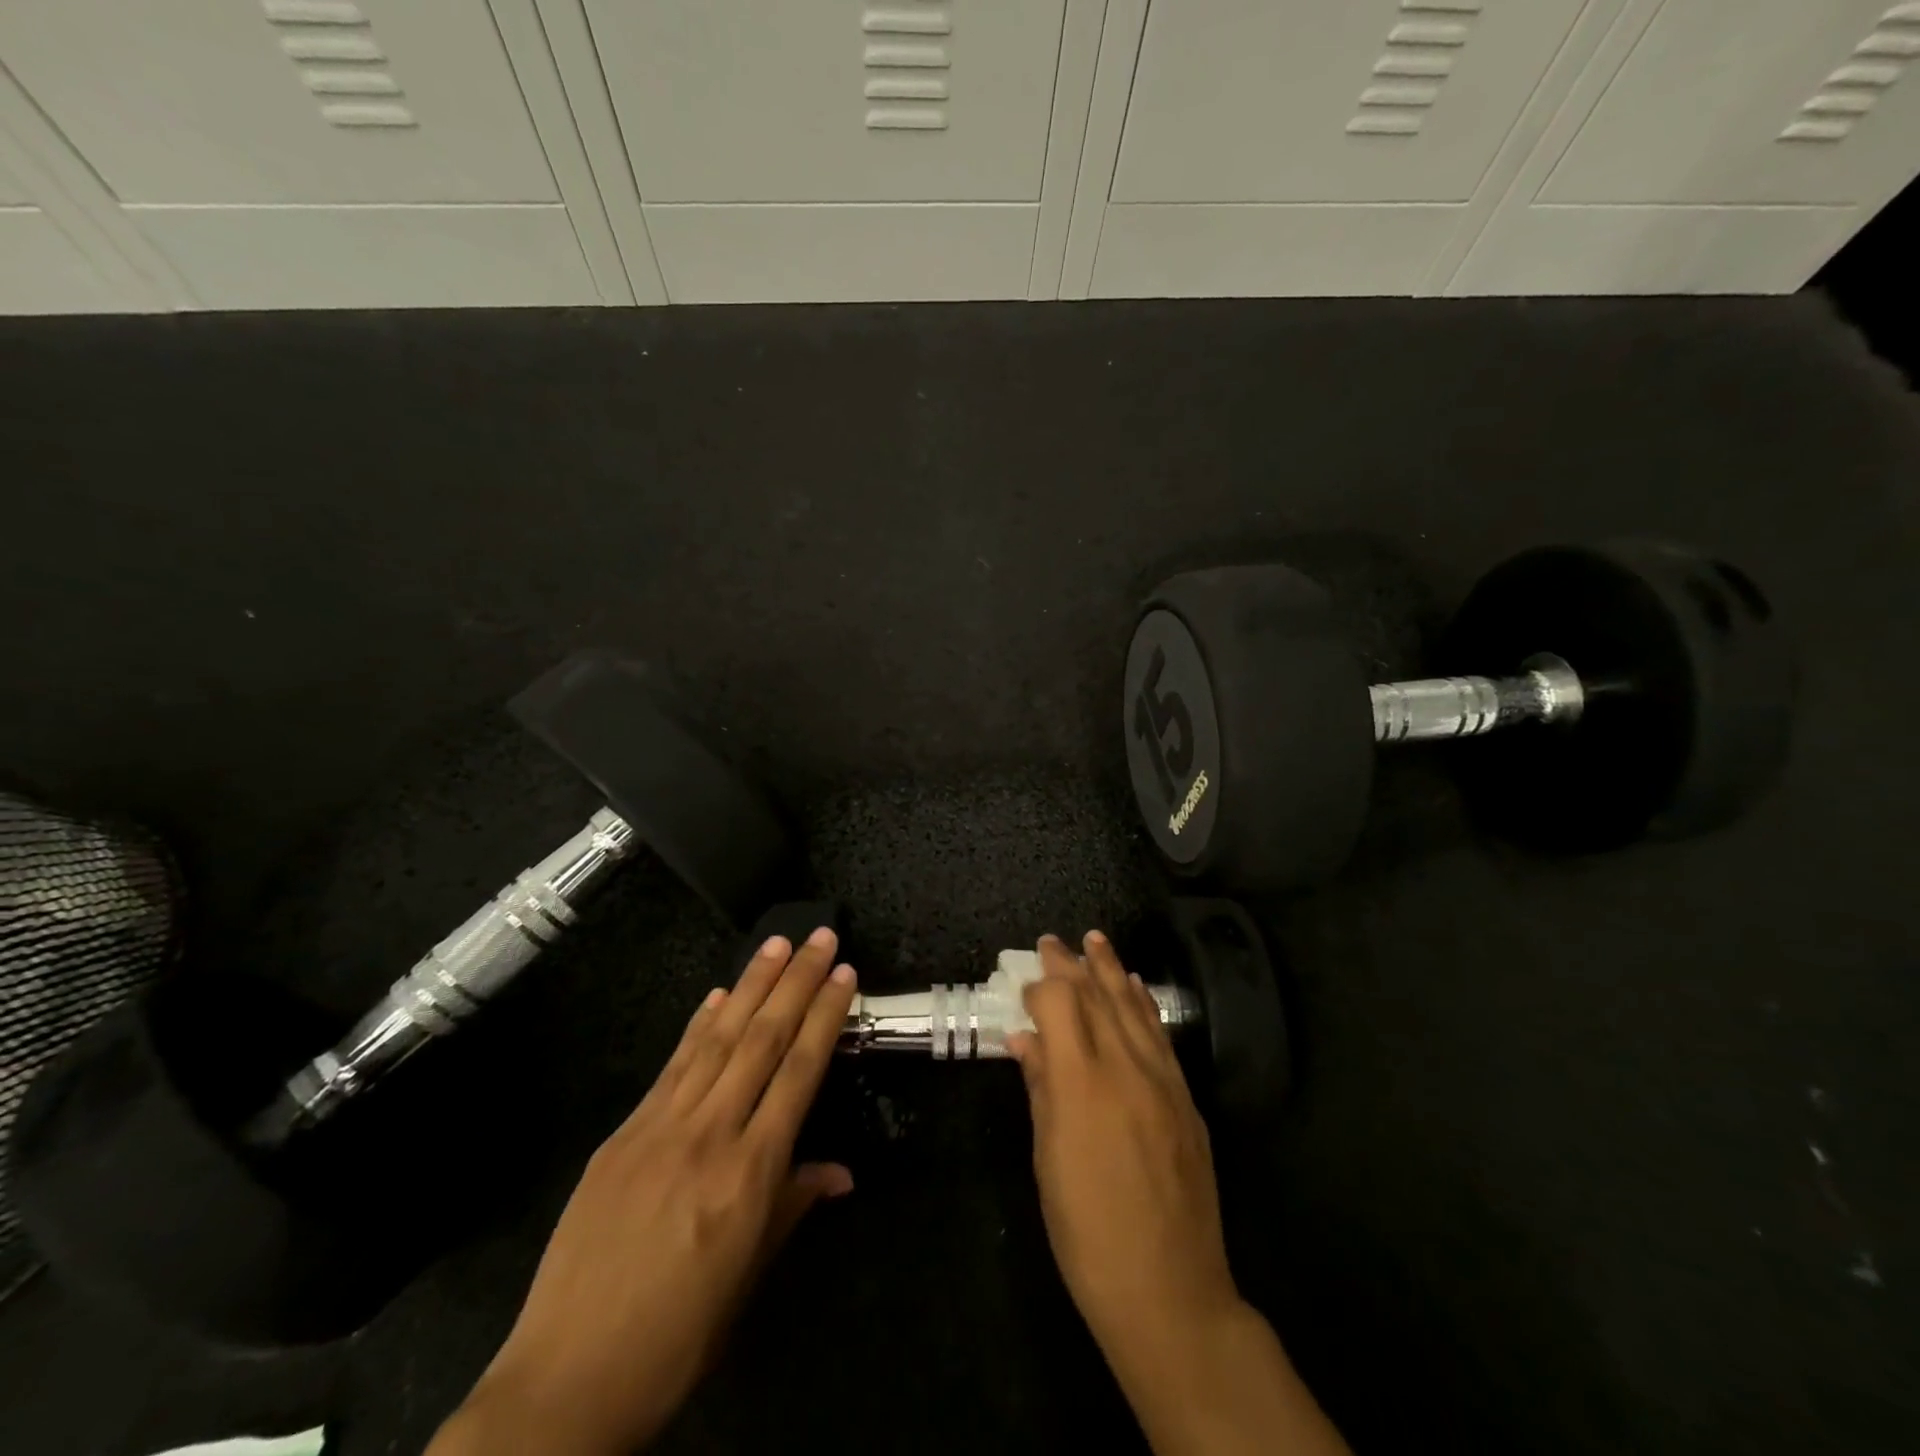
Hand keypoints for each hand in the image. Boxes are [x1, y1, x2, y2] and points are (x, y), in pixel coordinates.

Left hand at [428, 929, 857, 1455]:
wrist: (566, 1380)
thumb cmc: (677, 1336)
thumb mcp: (749, 1276)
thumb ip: (793, 1204)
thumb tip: (840, 1171)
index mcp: (750, 1172)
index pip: (800, 1072)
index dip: (825, 1016)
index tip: (844, 974)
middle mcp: (709, 1134)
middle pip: (762, 1040)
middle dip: (796, 982)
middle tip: (819, 937)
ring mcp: (660, 1127)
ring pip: (717, 1039)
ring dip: (750, 985)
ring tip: (776, 943)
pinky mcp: (622, 1134)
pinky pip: (672, 1067)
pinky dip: (699, 1025)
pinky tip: (717, 995)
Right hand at [1008, 931, 1237, 1354]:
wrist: (1170, 1292)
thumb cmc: (1087, 1232)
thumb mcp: (1047, 1160)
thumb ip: (1039, 1088)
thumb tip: (1024, 1039)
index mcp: (1082, 1083)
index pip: (1061, 1002)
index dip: (1043, 983)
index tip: (1028, 978)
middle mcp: (1125, 1068)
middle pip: (1098, 996)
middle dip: (1074, 963)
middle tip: (1055, 941)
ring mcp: (1163, 1081)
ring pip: (1134, 1007)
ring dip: (1112, 970)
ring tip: (1097, 941)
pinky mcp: (1185, 1099)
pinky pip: (1161, 1035)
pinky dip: (1143, 1004)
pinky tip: (1134, 988)